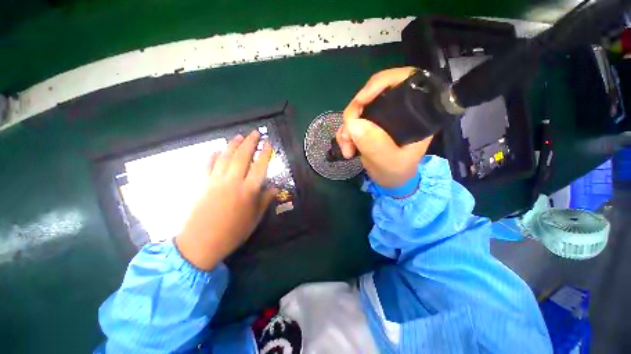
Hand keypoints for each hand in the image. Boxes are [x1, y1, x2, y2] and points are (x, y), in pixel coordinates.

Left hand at [175, 131, 277, 269]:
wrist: (201, 243)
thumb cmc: (233, 232)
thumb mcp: (255, 219)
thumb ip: (265, 200)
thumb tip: (274, 188)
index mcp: (248, 191)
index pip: (260, 166)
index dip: (265, 153)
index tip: (268, 143)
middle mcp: (233, 181)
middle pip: (243, 156)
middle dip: (250, 142)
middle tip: (255, 133)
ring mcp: (215, 181)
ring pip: (225, 157)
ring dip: (233, 144)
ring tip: (239, 136)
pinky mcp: (202, 184)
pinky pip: (207, 165)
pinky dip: (212, 156)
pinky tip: (216, 150)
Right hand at [336, 67, 432, 187]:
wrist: (389, 180)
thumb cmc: (397, 172)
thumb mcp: (389, 162)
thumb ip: (375, 144)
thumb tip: (353, 123)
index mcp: (415, 113)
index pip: (403, 80)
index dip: (380, 83)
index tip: (360, 101)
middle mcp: (397, 110)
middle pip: (372, 94)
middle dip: (354, 114)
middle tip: (347, 136)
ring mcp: (380, 117)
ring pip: (357, 110)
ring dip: (346, 128)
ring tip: (347, 149)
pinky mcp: (368, 125)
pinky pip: (351, 122)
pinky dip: (344, 133)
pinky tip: (346, 148)